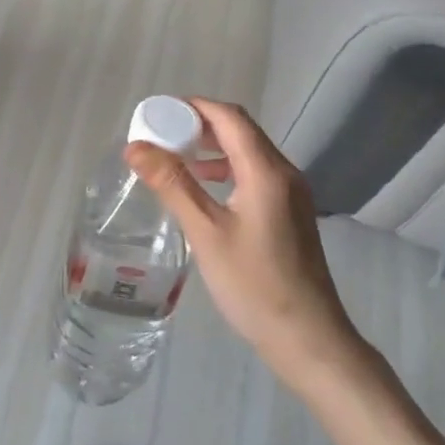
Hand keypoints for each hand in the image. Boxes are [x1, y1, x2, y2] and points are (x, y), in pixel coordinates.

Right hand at [124, 99, 357, 390]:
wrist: (308, 339)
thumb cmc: (254, 284)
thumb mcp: (206, 233)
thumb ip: (172, 184)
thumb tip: (135, 147)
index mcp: (266, 171)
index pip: (229, 117)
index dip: (194, 106)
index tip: (158, 112)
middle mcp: (284, 173)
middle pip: (240, 130)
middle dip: (200, 124)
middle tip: (161, 134)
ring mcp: (292, 193)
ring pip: (248, 152)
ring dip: (213, 147)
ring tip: (175, 158)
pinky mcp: (291, 213)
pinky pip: (255, 173)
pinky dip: (227, 169)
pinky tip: (204, 188)